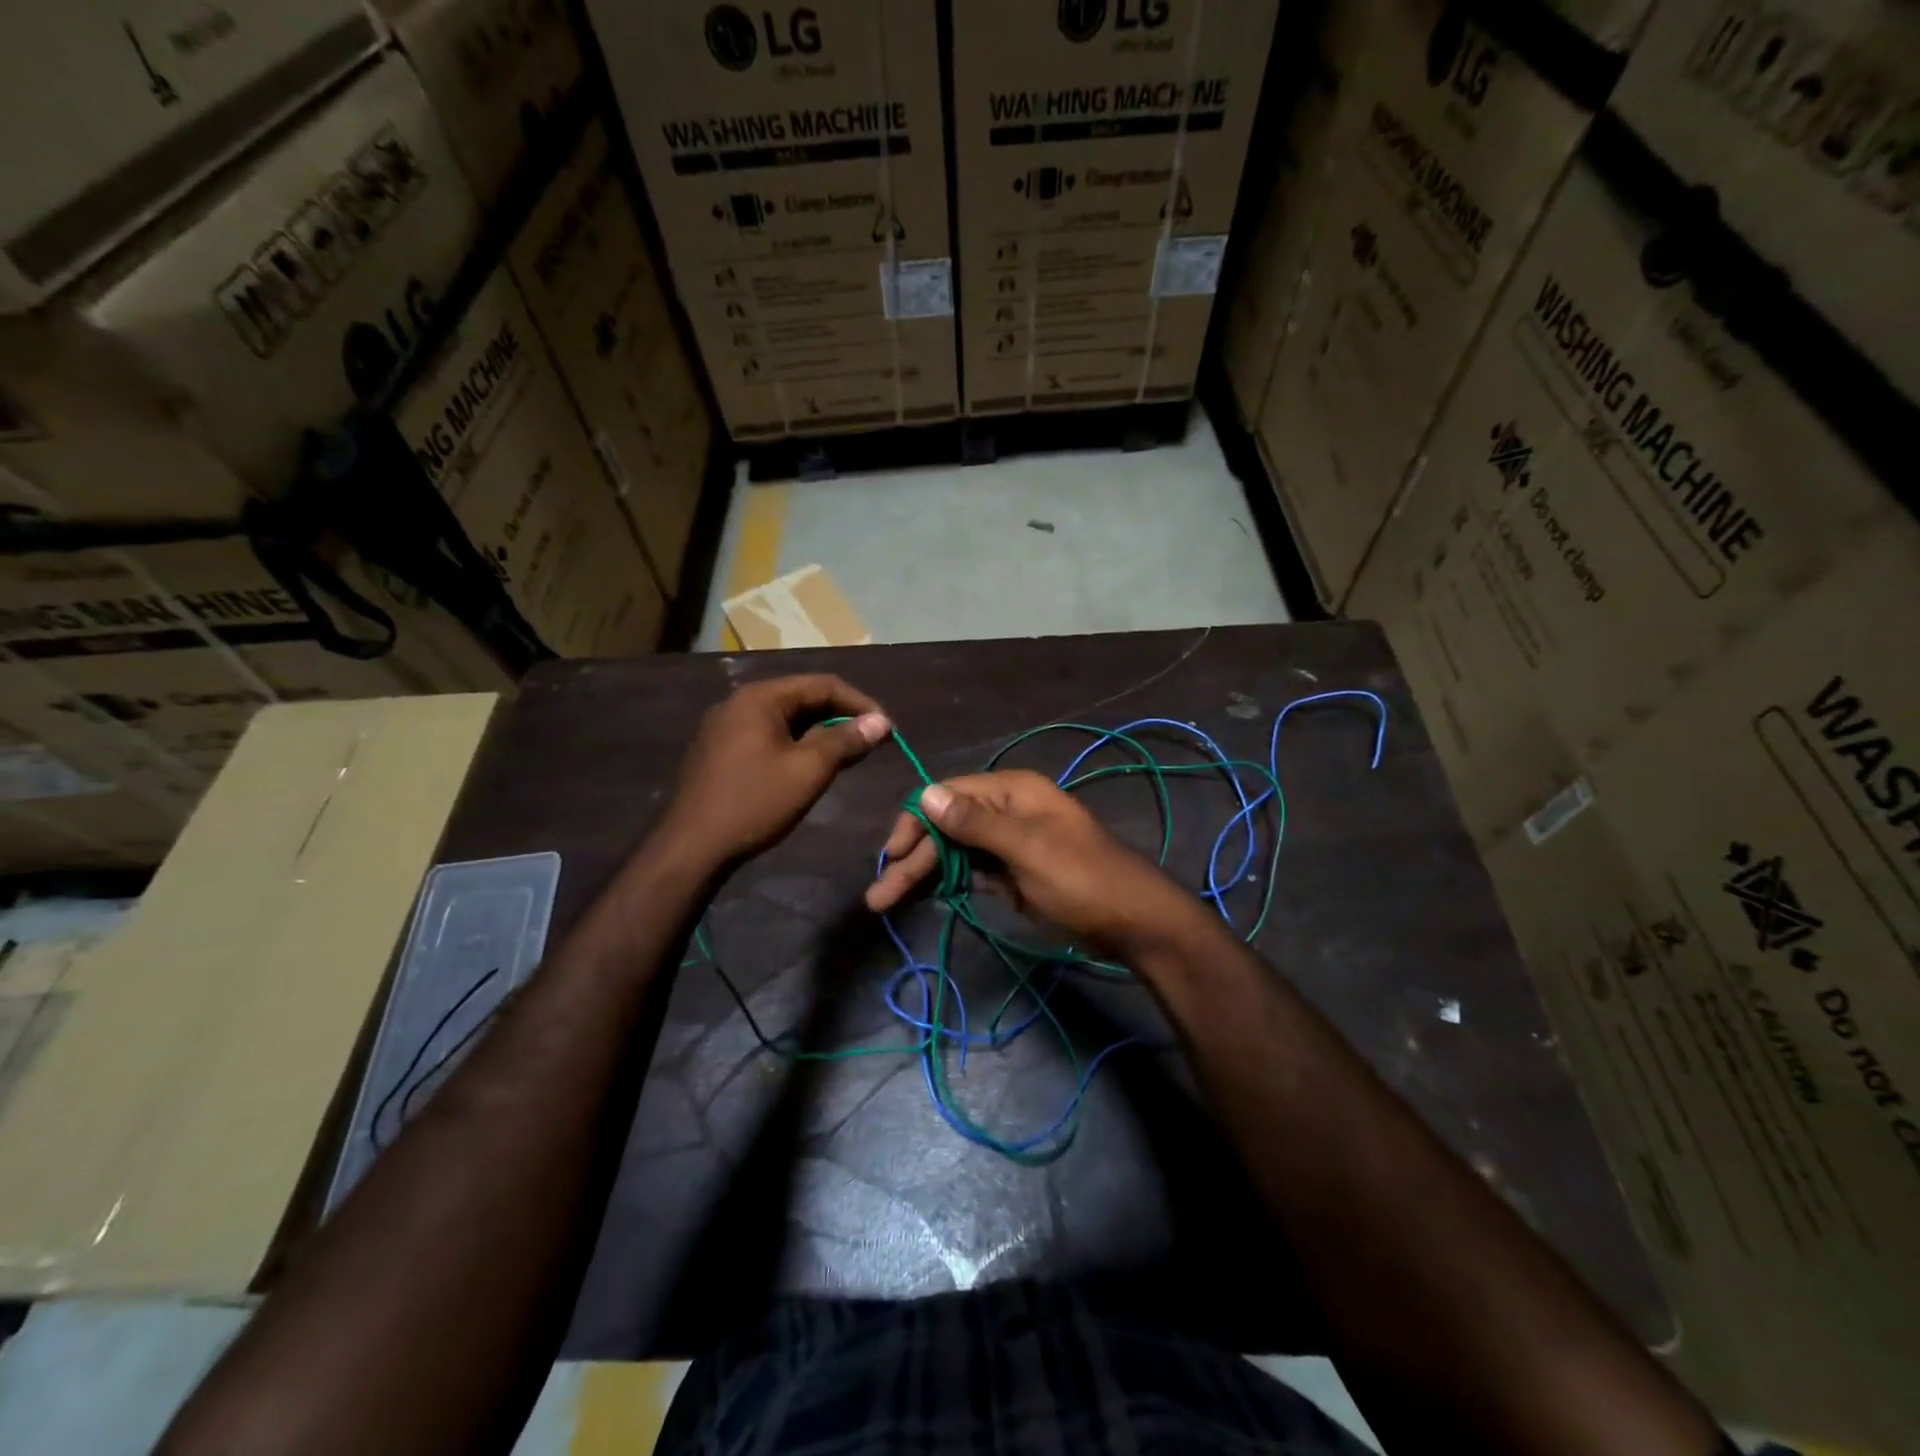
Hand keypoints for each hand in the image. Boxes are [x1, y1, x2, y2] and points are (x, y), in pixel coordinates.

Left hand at [662, 674, 889, 865]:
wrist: (692, 847)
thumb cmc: (755, 803)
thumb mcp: (809, 770)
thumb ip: (846, 740)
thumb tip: (882, 721)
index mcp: (760, 697)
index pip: (823, 685)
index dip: (861, 704)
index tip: (887, 729)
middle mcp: (740, 702)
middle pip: (802, 698)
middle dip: (841, 718)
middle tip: (871, 743)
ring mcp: (726, 726)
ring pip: (786, 719)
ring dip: (820, 733)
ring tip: (847, 756)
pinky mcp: (720, 750)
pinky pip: (768, 735)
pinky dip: (796, 744)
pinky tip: (810, 766)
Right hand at [864, 770, 1201, 954]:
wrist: (1132, 920)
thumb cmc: (1081, 878)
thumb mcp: (1027, 848)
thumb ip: (976, 823)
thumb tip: (926, 794)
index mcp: (1011, 791)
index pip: (947, 795)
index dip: (915, 821)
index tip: (892, 855)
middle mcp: (1006, 809)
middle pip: (946, 827)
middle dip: (913, 858)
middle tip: (879, 897)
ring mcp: (1009, 842)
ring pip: (955, 851)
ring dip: (923, 873)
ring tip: (888, 902)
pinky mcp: (1013, 872)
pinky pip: (971, 870)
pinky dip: (948, 882)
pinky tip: (924, 897)